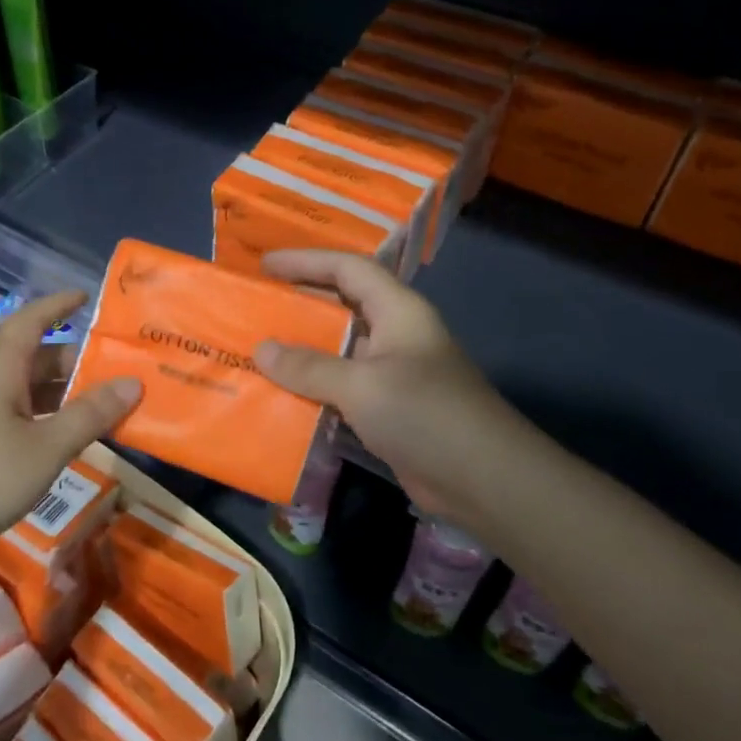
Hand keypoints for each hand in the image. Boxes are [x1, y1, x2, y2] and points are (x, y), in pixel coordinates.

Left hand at [0, 291, 142, 572]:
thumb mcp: (46, 447)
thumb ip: (90, 415)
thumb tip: (133, 382)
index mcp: (0, 369)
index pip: (31, 321)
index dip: (58, 305)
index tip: (87, 297)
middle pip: (35, 357)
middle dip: (75, 360)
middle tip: (117, 370)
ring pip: (27, 390)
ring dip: (64, 393)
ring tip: (105, 405)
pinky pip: (18, 417)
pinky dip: (47, 419)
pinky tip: (68, 439)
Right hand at [254, 250, 544, 525]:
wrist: (484, 479)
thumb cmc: (425, 414)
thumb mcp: (362, 385)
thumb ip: (309, 367)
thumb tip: (262, 349)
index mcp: (398, 311)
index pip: (349, 268)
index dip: (306, 261)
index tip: (264, 266)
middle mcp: (395, 334)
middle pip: (342, 306)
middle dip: (300, 303)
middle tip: (256, 306)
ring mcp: (394, 373)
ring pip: (339, 350)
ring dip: (302, 350)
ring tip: (258, 349)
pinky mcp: (389, 410)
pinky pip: (342, 388)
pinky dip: (314, 388)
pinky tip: (281, 396)